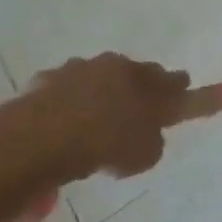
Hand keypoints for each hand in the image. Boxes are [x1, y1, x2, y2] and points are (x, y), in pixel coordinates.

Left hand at [10, 54, 190, 185]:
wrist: (42, 140)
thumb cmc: (106, 145)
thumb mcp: (145, 156)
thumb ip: (152, 142)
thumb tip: (145, 137)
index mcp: (145, 79)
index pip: (173, 79)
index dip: (178, 89)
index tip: (180, 97)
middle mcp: (115, 66)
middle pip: (135, 73)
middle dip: (138, 89)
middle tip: (136, 117)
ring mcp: (78, 69)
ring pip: (99, 78)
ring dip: (101, 95)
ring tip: (93, 128)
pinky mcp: (46, 81)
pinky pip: (66, 90)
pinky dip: (68, 103)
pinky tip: (62, 128)